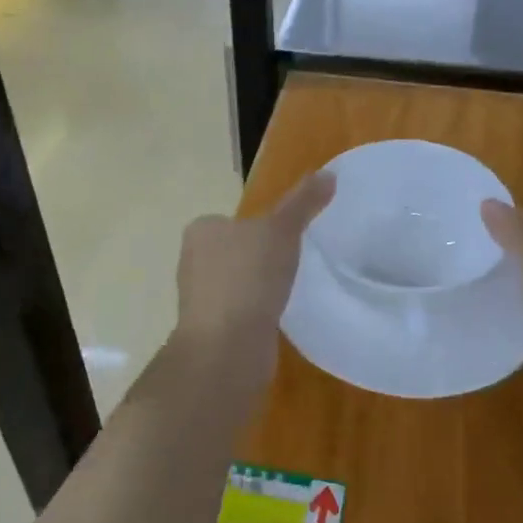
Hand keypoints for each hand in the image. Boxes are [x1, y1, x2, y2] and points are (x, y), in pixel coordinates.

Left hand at [175, 172, 334, 354]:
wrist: (227, 348)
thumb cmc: (249, 278)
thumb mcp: (281, 231)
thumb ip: (303, 203)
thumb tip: (329, 173)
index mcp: (202, 230)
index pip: (234, 220)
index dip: (262, 227)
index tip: (289, 238)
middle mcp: (193, 261)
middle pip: (236, 251)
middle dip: (260, 258)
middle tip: (295, 264)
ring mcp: (200, 299)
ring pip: (238, 283)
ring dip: (258, 287)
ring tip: (288, 291)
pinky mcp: (212, 330)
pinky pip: (241, 311)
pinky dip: (257, 312)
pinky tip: (276, 317)